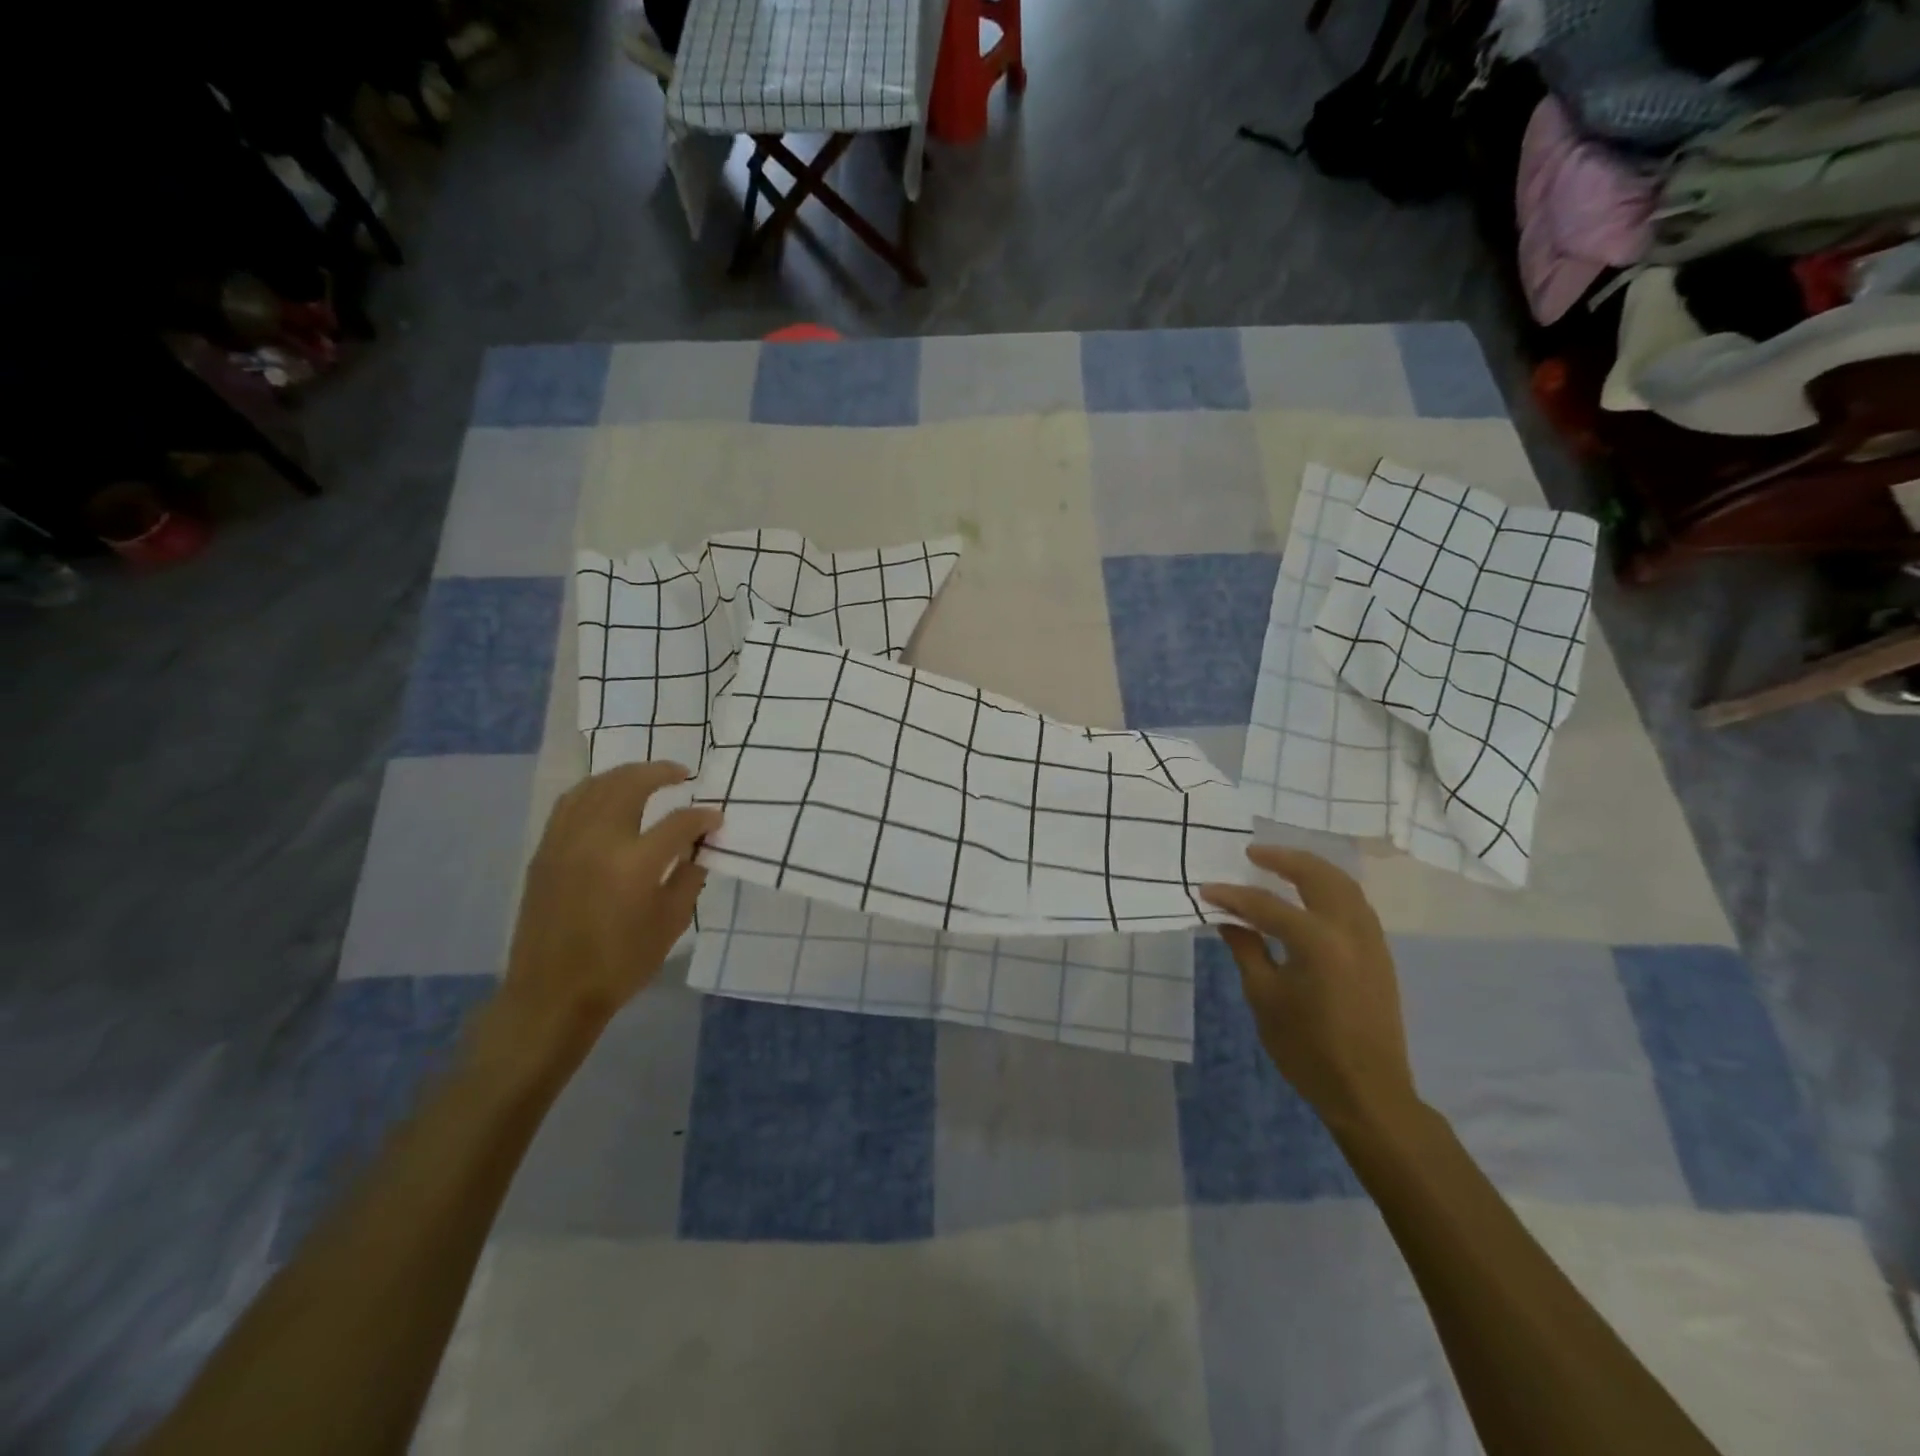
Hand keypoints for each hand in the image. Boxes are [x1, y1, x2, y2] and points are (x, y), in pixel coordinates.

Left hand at [498, 762, 720, 1042]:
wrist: (553, 993)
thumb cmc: (620, 964)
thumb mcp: (671, 924)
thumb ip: (689, 877)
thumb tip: (698, 847)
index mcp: (635, 863)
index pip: (679, 822)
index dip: (703, 817)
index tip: (716, 820)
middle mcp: (598, 841)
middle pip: (630, 784)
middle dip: (661, 772)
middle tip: (682, 774)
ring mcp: (566, 842)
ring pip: (595, 786)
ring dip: (625, 774)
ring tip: (646, 776)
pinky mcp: (545, 851)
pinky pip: (570, 803)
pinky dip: (594, 789)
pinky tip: (607, 794)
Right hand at [1200, 846, 1419, 1135]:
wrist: (1368, 1092)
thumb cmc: (1307, 1049)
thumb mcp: (1265, 998)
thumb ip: (1247, 950)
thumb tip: (1229, 920)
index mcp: (1317, 942)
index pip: (1266, 906)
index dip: (1232, 896)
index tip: (1205, 890)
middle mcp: (1349, 930)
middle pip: (1318, 876)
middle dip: (1283, 859)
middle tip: (1252, 853)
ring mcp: (1371, 940)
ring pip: (1343, 885)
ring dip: (1311, 868)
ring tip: (1281, 864)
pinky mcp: (1379, 953)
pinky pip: (1355, 903)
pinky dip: (1331, 887)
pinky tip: (1311, 895)